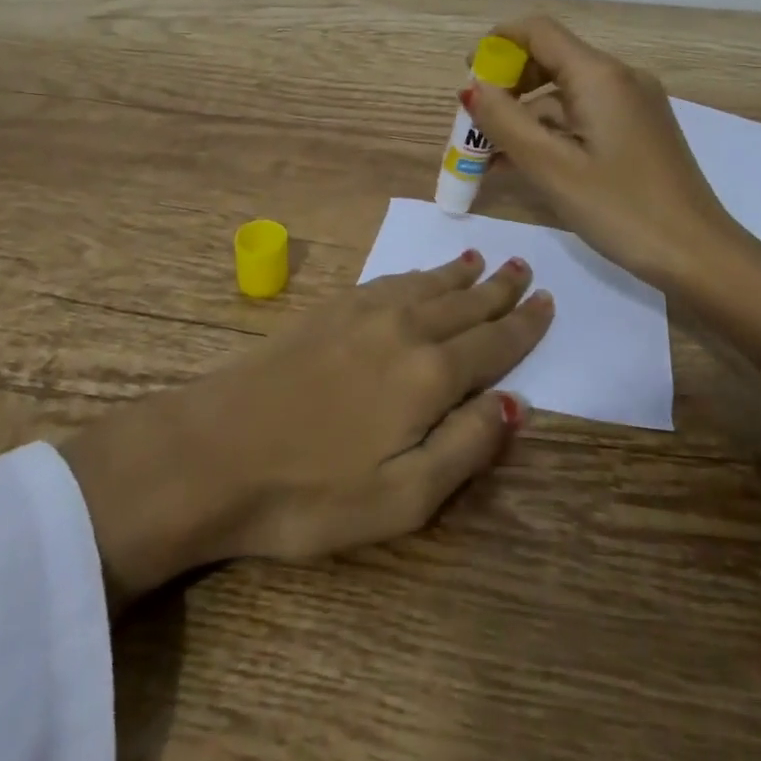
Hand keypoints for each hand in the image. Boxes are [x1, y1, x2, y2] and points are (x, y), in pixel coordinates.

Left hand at [60, 252, 551, 611]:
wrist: (213, 450)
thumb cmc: (310, 492)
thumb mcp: (401, 500)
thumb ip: (465, 447)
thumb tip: (515, 403)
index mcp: (429, 375)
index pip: (493, 344)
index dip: (524, 325)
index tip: (547, 302)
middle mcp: (405, 330)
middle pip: (465, 304)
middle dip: (499, 289)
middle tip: (524, 268)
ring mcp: (363, 313)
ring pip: (428, 286)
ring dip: (460, 275)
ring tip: (482, 260)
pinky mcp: (329, 309)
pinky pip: (390, 281)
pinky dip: (417, 275)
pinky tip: (419, 277)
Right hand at [463, 16, 760, 389]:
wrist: (701, 256)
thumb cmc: (622, 210)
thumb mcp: (552, 169)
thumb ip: (505, 123)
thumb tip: (472, 87)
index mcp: (600, 76)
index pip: (538, 31)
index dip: (497, 44)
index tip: (468, 74)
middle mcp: (619, 78)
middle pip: (551, 59)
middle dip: (507, 85)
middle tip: (476, 123)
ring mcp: (633, 105)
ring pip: (565, 94)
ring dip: (526, 116)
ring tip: (491, 156)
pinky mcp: (639, 130)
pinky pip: (584, 117)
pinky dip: (552, 133)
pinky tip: (526, 165)